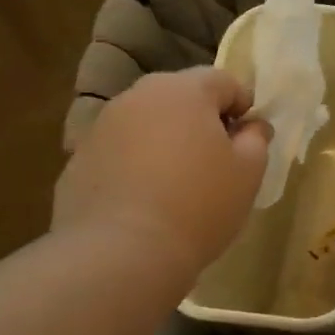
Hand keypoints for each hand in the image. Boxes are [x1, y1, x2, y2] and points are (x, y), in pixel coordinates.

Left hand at [53, 69, 270, 276]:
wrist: (119, 254)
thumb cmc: (198, 204)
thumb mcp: (248, 172)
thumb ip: (256, 139)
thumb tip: (251, 126)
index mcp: (184, 90)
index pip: (224, 80)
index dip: (243, 107)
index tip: (248, 141)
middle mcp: (138, 96)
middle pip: (182, 97)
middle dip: (203, 120)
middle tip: (217, 161)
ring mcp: (102, 126)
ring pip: (149, 123)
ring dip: (168, 141)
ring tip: (180, 184)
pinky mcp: (78, 160)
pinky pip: (121, 151)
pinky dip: (137, 165)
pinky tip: (147, 202)